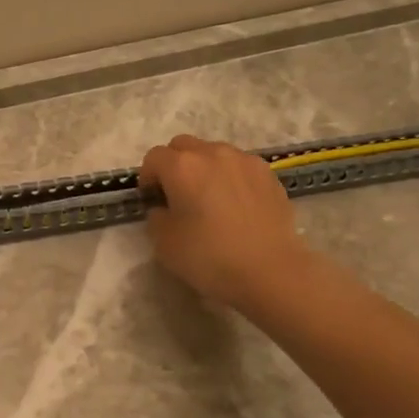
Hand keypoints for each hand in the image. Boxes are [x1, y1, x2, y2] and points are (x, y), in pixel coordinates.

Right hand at [138, 135, 315, 311]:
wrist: (270, 271)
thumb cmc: (209, 257)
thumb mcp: (164, 243)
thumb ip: (156, 216)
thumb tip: (164, 208)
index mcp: (182, 167)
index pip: (153, 158)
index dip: (148, 178)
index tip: (153, 201)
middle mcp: (212, 153)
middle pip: (183, 146)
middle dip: (174, 165)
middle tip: (178, 195)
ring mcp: (244, 160)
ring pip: (213, 153)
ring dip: (204, 168)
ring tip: (210, 199)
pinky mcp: (268, 174)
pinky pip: (239, 166)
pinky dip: (230, 177)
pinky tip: (237, 205)